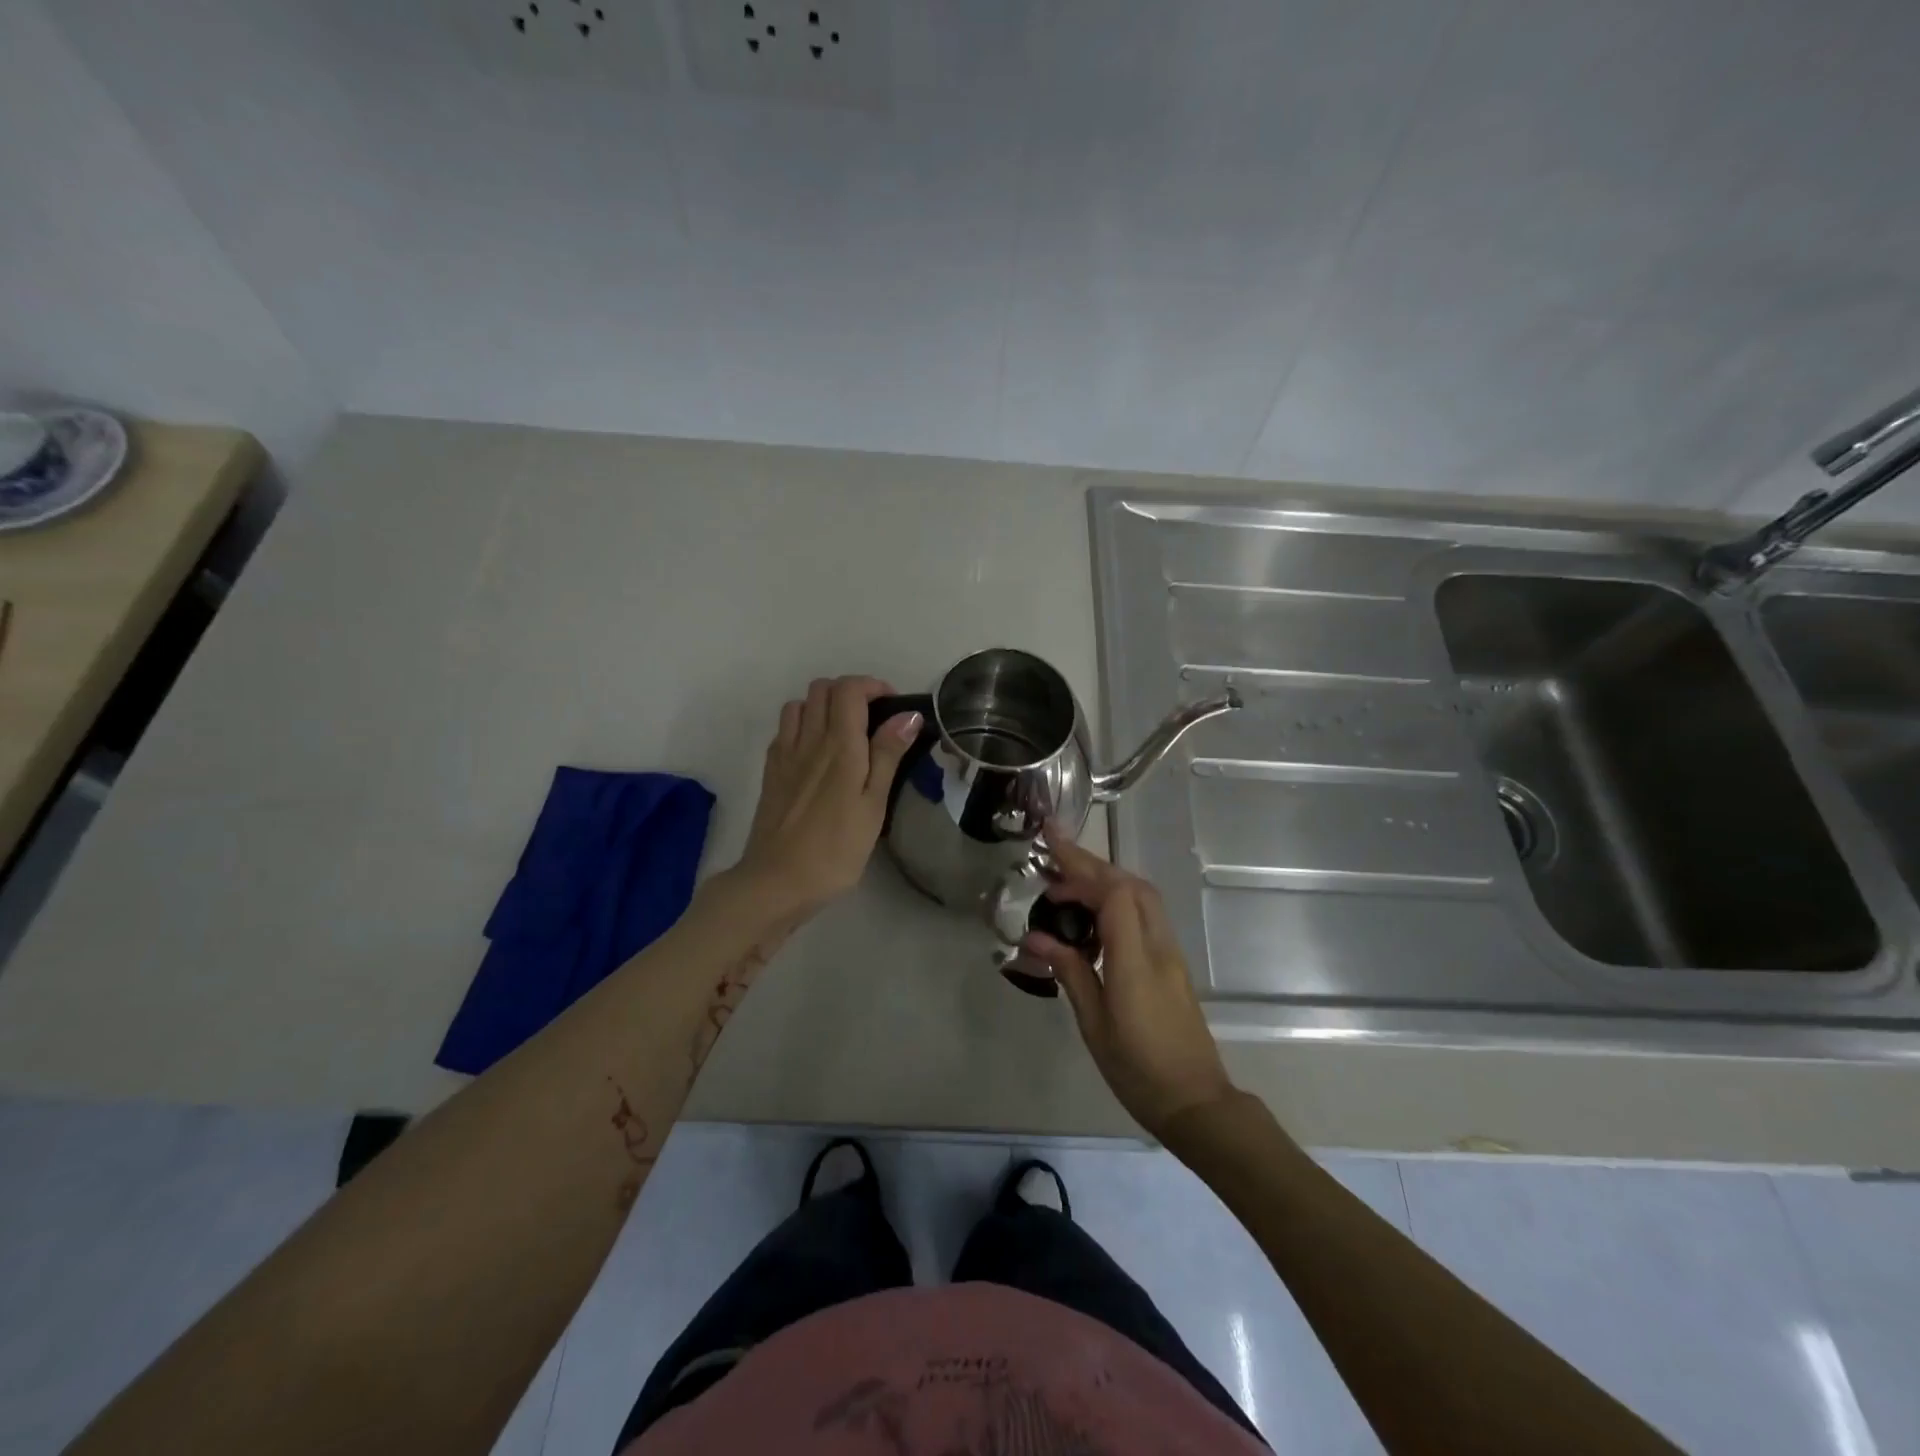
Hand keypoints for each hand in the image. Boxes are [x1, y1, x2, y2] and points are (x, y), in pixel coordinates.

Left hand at [729, 676, 920, 926]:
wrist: (776, 881)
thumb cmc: (835, 849)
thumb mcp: (873, 805)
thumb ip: (887, 755)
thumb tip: (907, 715)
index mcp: (839, 745)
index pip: (849, 689)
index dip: (872, 686)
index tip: (893, 708)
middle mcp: (808, 740)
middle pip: (821, 688)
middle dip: (849, 692)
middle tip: (872, 720)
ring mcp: (784, 754)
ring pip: (799, 704)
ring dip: (822, 706)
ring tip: (844, 733)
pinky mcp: (770, 772)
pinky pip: (784, 730)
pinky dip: (802, 726)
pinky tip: (816, 753)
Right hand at [1022, 832, 1235, 1139]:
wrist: (1196, 1102)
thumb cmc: (1138, 1070)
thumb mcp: (1094, 1024)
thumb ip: (1070, 972)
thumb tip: (1035, 937)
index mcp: (1136, 961)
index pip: (1115, 896)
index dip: (1081, 875)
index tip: (1047, 874)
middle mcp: (1158, 946)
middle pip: (1130, 885)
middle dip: (1091, 862)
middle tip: (1053, 850)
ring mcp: (1169, 952)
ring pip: (1141, 895)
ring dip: (1105, 877)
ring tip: (1067, 878)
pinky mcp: (1171, 962)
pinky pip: (1145, 914)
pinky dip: (1117, 898)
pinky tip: (1092, 912)